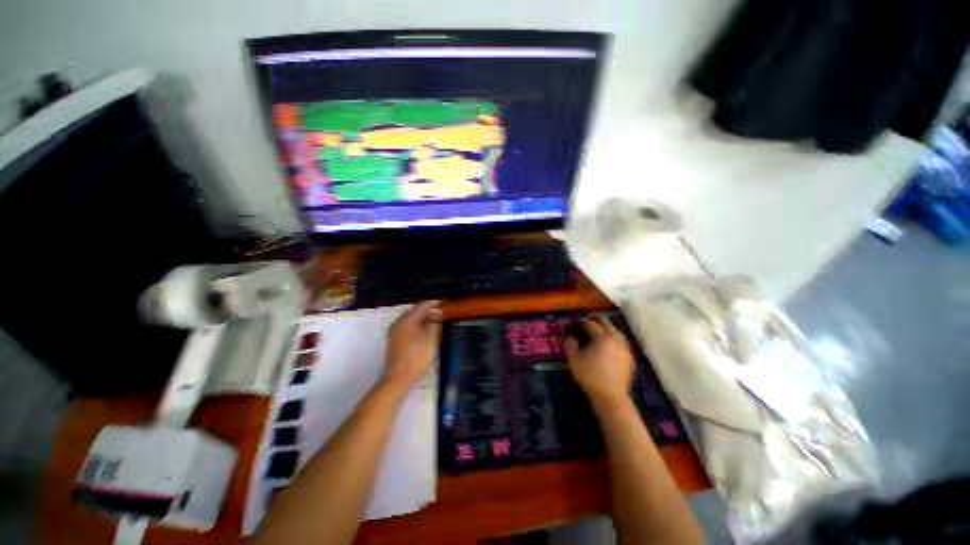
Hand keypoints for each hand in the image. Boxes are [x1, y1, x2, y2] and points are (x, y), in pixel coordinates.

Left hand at [383, 301, 442, 392]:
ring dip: (423, 318)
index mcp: (407, 321)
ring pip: (411, 319)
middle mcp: (398, 323)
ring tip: (436, 321)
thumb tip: (438, 314)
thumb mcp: (431, 341)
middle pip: (415, 311)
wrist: (398, 380)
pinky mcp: (394, 340)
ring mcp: (394, 332)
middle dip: (428, 310)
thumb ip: (435, 324)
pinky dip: (417, 325)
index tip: (444, 302)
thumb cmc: (416, 359)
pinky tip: (425, 331)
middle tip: (441, 312)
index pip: (421, 306)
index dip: (433, 303)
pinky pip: (407, 326)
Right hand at [564, 316, 635, 410]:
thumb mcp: (574, 359)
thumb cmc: (590, 376)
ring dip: (608, 327)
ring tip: (600, 328)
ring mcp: (625, 349)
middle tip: (589, 318)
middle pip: (607, 324)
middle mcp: (615, 339)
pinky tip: (610, 343)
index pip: (591, 324)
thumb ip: (570, 345)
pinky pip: (621, 342)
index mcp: (602, 337)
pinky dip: (614, 338)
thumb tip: (568, 337)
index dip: (582, 321)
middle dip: (597, 319)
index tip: (575, 320)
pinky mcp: (630, 358)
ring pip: (616, 332)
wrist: (611, 397)